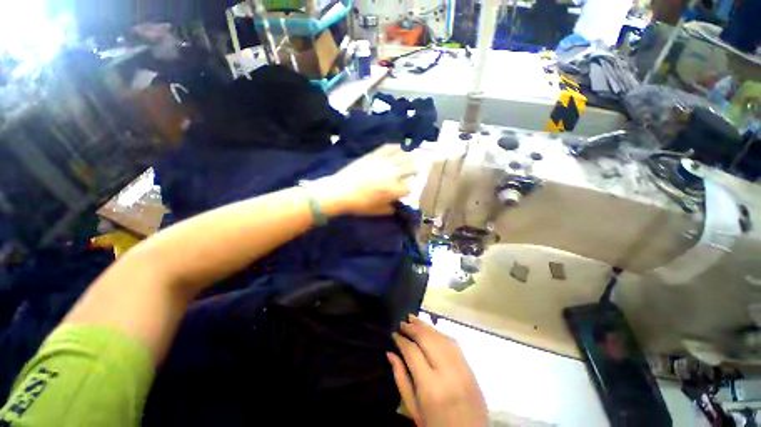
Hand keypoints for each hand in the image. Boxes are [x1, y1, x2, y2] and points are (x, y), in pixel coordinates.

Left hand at [315, 144, 415, 215]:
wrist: (340, 191)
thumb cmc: (359, 204)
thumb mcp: (376, 211)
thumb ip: (389, 209)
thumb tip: (395, 207)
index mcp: (394, 190)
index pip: (410, 187)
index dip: (411, 188)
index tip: (408, 189)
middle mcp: (392, 174)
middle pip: (412, 168)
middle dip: (416, 169)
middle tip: (416, 169)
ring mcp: (383, 163)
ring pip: (403, 156)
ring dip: (410, 157)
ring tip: (411, 156)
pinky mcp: (373, 156)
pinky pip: (388, 148)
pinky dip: (395, 147)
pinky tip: (399, 147)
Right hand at [388, 315, 487, 426]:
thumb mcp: (414, 409)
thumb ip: (401, 379)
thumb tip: (390, 353)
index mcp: (431, 388)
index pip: (413, 352)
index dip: (401, 340)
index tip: (393, 334)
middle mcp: (448, 373)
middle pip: (428, 339)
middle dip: (413, 328)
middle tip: (402, 322)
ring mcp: (462, 368)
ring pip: (441, 337)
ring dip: (425, 325)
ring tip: (413, 318)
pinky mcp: (470, 368)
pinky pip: (453, 343)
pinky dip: (439, 333)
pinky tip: (430, 329)